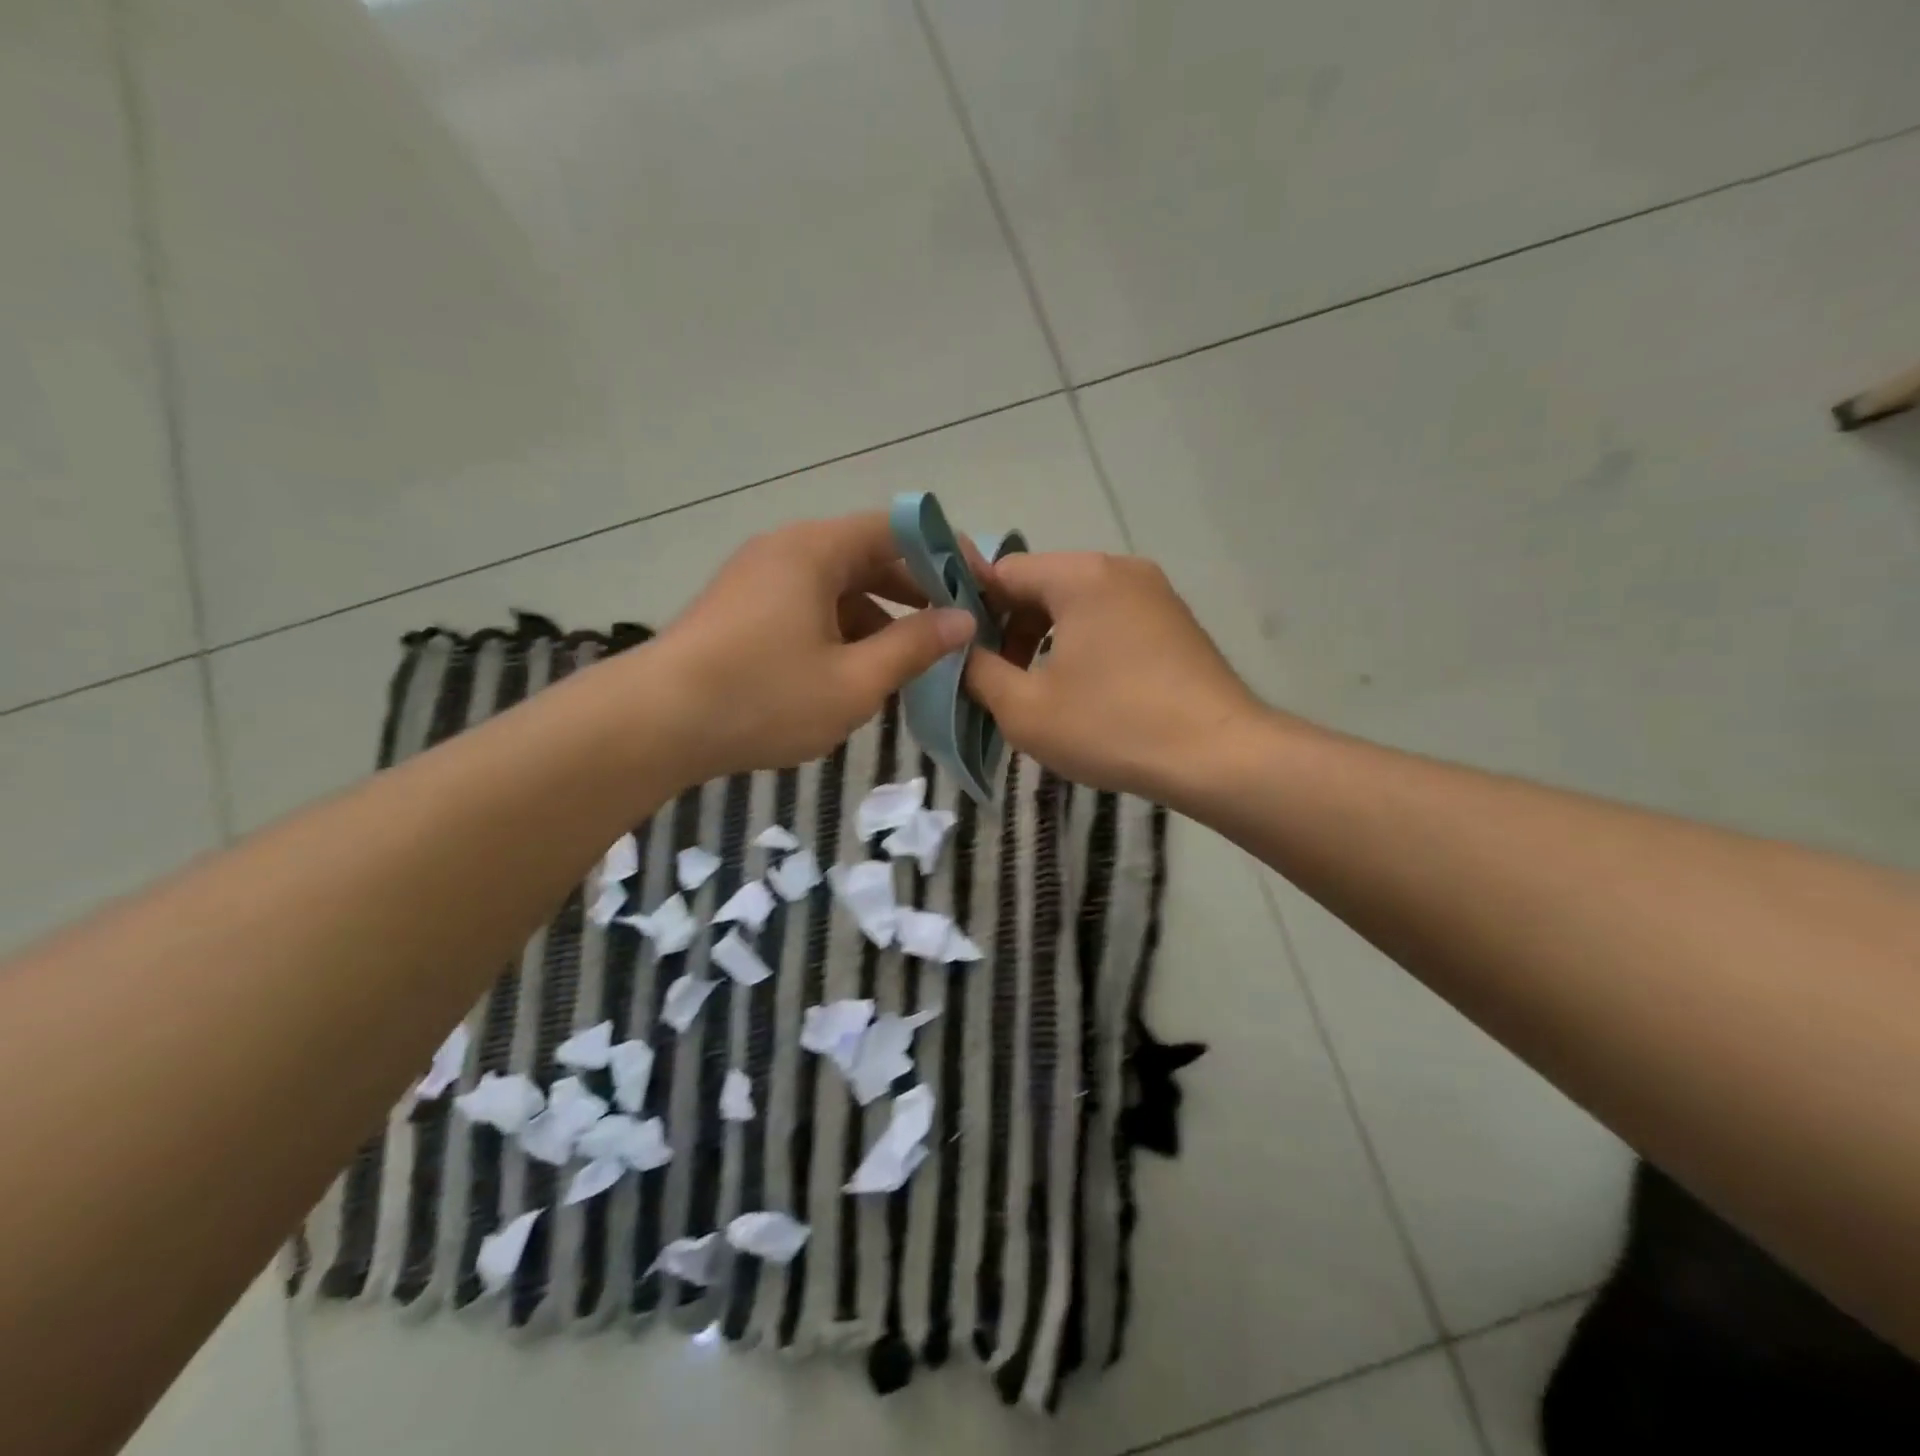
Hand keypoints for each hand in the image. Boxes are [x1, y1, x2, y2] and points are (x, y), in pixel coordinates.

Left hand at [644, 513, 977, 778]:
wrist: (654, 725)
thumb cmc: (763, 698)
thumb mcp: (854, 681)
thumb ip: (914, 647)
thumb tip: (962, 620)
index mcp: (815, 551)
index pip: (896, 530)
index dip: (944, 555)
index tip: (977, 589)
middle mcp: (786, 551)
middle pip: (866, 558)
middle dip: (913, 595)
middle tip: (952, 632)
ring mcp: (758, 580)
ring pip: (836, 588)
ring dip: (877, 620)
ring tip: (909, 665)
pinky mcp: (741, 611)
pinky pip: (807, 608)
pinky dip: (840, 633)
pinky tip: (854, 675)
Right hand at [964, 553, 1267, 802]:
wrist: (1219, 757)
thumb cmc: (1112, 726)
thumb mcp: (1024, 708)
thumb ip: (978, 672)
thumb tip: (959, 650)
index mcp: (1080, 576)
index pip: (1003, 572)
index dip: (971, 609)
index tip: (961, 652)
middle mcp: (1120, 569)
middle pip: (1043, 586)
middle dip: (1011, 629)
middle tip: (998, 680)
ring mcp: (1156, 594)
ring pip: (1079, 605)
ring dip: (1047, 640)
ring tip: (1040, 691)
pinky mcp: (1177, 623)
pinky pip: (1113, 621)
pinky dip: (1086, 647)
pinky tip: (1087, 693)